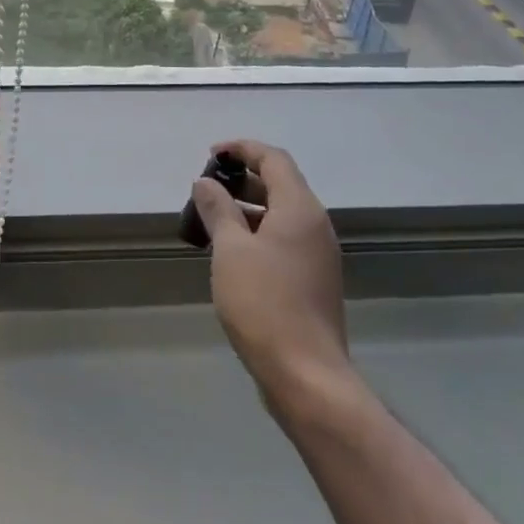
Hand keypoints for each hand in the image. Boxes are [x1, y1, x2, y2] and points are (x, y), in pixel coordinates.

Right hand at [191, 139, 348, 398]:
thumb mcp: (230, 250)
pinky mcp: (314, 279)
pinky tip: (231, 252)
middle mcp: (315, 225)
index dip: (242, 149)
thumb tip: (205, 182)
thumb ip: (217, 210)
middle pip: (280, 184)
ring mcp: (318, 254)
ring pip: (282, 214)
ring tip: (211, 219)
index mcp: (300, 209)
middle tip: (207, 188)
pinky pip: (285, 239)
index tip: (212, 154)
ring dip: (248, 207)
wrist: (306, 375)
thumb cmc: (264, 303)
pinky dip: (258, 232)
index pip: (274, 159)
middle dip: (242, 179)